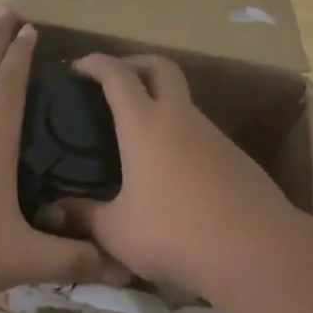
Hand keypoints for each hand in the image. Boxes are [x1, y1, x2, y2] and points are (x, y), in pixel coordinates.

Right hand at [51, 53, 298, 296]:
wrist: (256, 249)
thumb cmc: (175, 233)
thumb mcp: (118, 232)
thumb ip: (84, 217)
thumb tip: (55, 211)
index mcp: (145, 124)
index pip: (117, 75)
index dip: (96, 63)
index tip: (78, 66)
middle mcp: (180, 118)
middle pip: (161, 67)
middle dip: (136, 63)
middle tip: (116, 81)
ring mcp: (213, 135)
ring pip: (183, 101)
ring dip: (160, 103)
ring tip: (138, 137)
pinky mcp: (235, 157)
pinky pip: (200, 133)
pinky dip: (180, 136)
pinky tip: (172, 173)